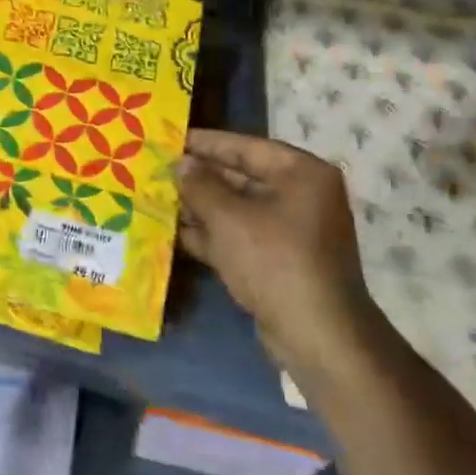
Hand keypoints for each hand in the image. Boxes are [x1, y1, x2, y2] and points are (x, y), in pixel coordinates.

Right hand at [176, 130, 372, 370]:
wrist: (317, 336)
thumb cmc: (274, 261)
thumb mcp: (229, 219)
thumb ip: (201, 186)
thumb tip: (181, 163)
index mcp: (301, 173)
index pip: (246, 146)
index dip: (207, 143)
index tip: (172, 138)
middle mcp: (302, 196)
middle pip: (242, 177)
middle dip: (201, 177)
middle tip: (160, 170)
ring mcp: (293, 231)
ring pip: (239, 209)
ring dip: (201, 207)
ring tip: (159, 198)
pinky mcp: (281, 261)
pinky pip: (242, 237)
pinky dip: (213, 235)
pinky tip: (176, 234)